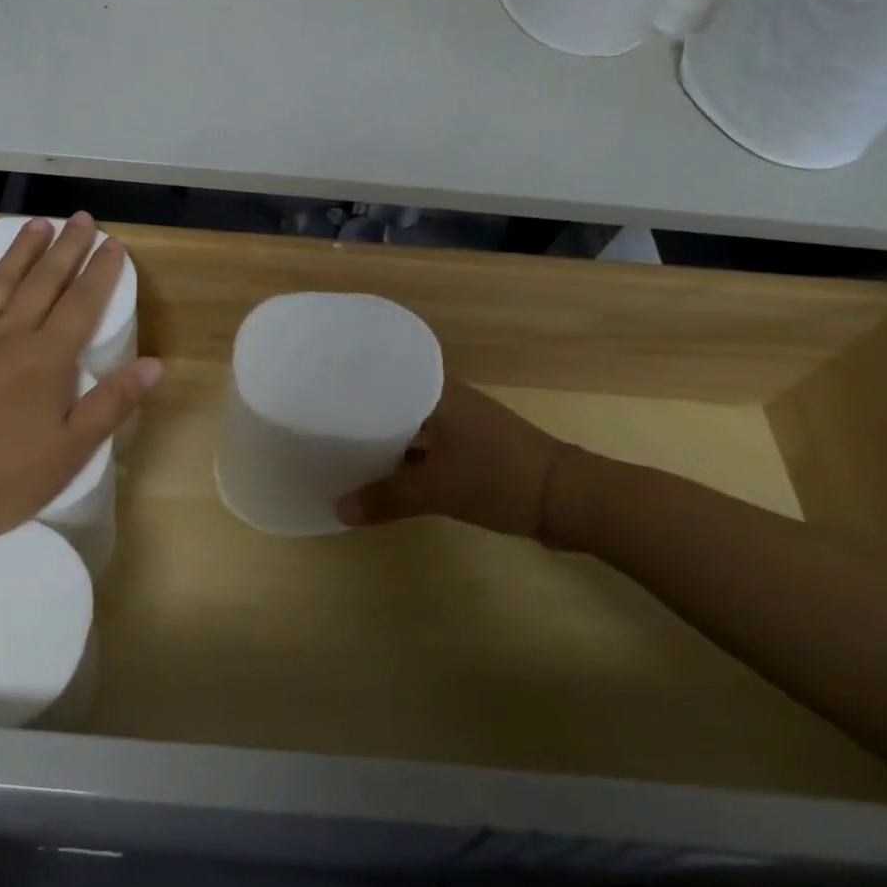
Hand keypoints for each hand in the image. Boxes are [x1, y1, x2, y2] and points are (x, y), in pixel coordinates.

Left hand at [0, 214, 161, 550]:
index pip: (82, 303)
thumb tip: (155, 364)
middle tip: (83, 219)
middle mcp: (8, 335)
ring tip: (39, 224)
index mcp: (47, 359)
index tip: (114, 244)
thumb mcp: (68, 451)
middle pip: (44, 282)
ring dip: (22, 251)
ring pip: (0, 282)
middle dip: (67, 249)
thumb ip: (111, 403)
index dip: (101, 272)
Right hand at [336, 379, 568, 540]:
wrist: (569, 498)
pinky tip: (384, 476)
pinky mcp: (472, 449)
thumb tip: (338, 510)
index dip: (351, 386)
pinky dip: (407, 459)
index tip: (317, 394)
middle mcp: (447, 400)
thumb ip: (386, 499)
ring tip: (343, 452)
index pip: (383, 376)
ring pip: (410, 427)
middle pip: (393, 404)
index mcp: (436, 391)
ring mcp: (462, 425)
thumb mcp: (437, 490)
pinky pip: (427, 447)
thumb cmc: (499, 477)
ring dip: (385, 442)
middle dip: (362, 418)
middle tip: (320, 427)